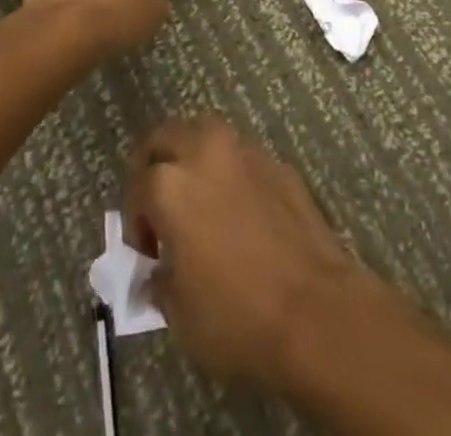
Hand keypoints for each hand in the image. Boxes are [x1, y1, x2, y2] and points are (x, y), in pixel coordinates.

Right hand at [123, 116, 359, 386]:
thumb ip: (159, 279)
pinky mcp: (278, 163)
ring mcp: (246, 152)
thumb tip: (160, 269)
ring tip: (200, 200)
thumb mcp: (178, 313)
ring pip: (206, 134)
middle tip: (161, 206)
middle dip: (156, 164)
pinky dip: (231, 173)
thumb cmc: (236, 317)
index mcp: (170, 184)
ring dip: (194, 157)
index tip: (148, 252)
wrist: (315, 310)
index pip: (137, 185)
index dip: (136, 221)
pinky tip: (240, 211)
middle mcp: (205, 152)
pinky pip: (242, 157)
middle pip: (167, 136)